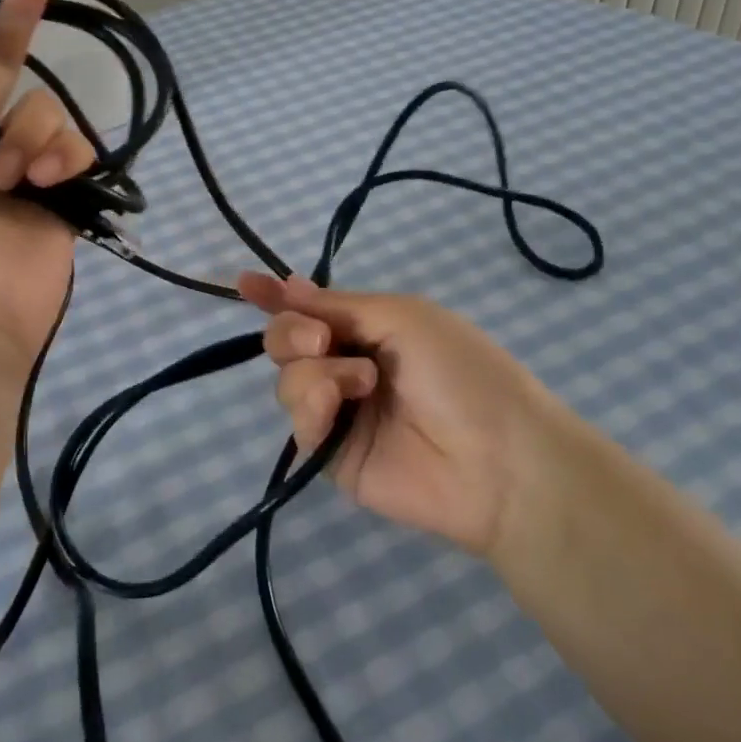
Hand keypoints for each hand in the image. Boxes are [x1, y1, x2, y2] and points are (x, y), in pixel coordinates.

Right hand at [240, 273, 575, 558]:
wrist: (496, 459)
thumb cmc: (459, 371)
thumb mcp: (402, 316)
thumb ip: (338, 305)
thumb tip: (289, 285)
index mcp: (369, 328)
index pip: (311, 308)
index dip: (276, 295)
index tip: (244, 283)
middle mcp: (347, 365)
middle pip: (286, 340)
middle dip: (290, 330)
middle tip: (320, 338)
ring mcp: (339, 411)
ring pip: (286, 378)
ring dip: (315, 370)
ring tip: (360, 382)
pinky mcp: (330, 454)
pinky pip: (297, 420)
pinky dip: (311, 405)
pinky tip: (340, 407)